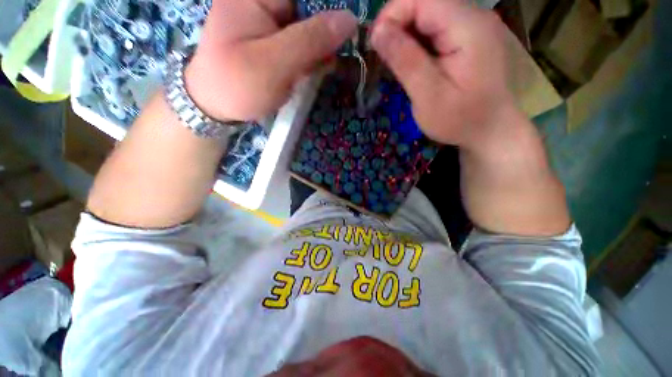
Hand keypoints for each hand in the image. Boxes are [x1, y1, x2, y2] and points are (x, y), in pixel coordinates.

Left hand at [185, 0, 357, 120]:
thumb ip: (311, 40)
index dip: (331, 8)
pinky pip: (303, 39)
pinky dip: (312, 55)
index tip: (347, 30)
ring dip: (320, 47)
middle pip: (311, 6)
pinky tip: (311, 70)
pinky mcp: (275, 37)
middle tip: (327, 59)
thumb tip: (350, 20)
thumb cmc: (237, 84)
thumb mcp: (274, 64)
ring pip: (310, 24)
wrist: (215, 104)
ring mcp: (270, 18)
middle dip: (326, 32)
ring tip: (313, 69)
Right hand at [371, 0, 516, 149]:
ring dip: (406, 36)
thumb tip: (378, 31)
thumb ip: (406, 61)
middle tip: (385, 60)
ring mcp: (473, 25)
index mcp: (468, 27)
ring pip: (428, 15)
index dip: (391, 15)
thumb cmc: (461, 120)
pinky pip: (436, 28)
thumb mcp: (429, 96)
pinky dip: (418, 42)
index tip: (376, 45)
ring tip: (398, 65)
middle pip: (424, 3)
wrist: (491, 130)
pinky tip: (414, 64)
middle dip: (397, 26)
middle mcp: (474, 16)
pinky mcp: (468, 37)